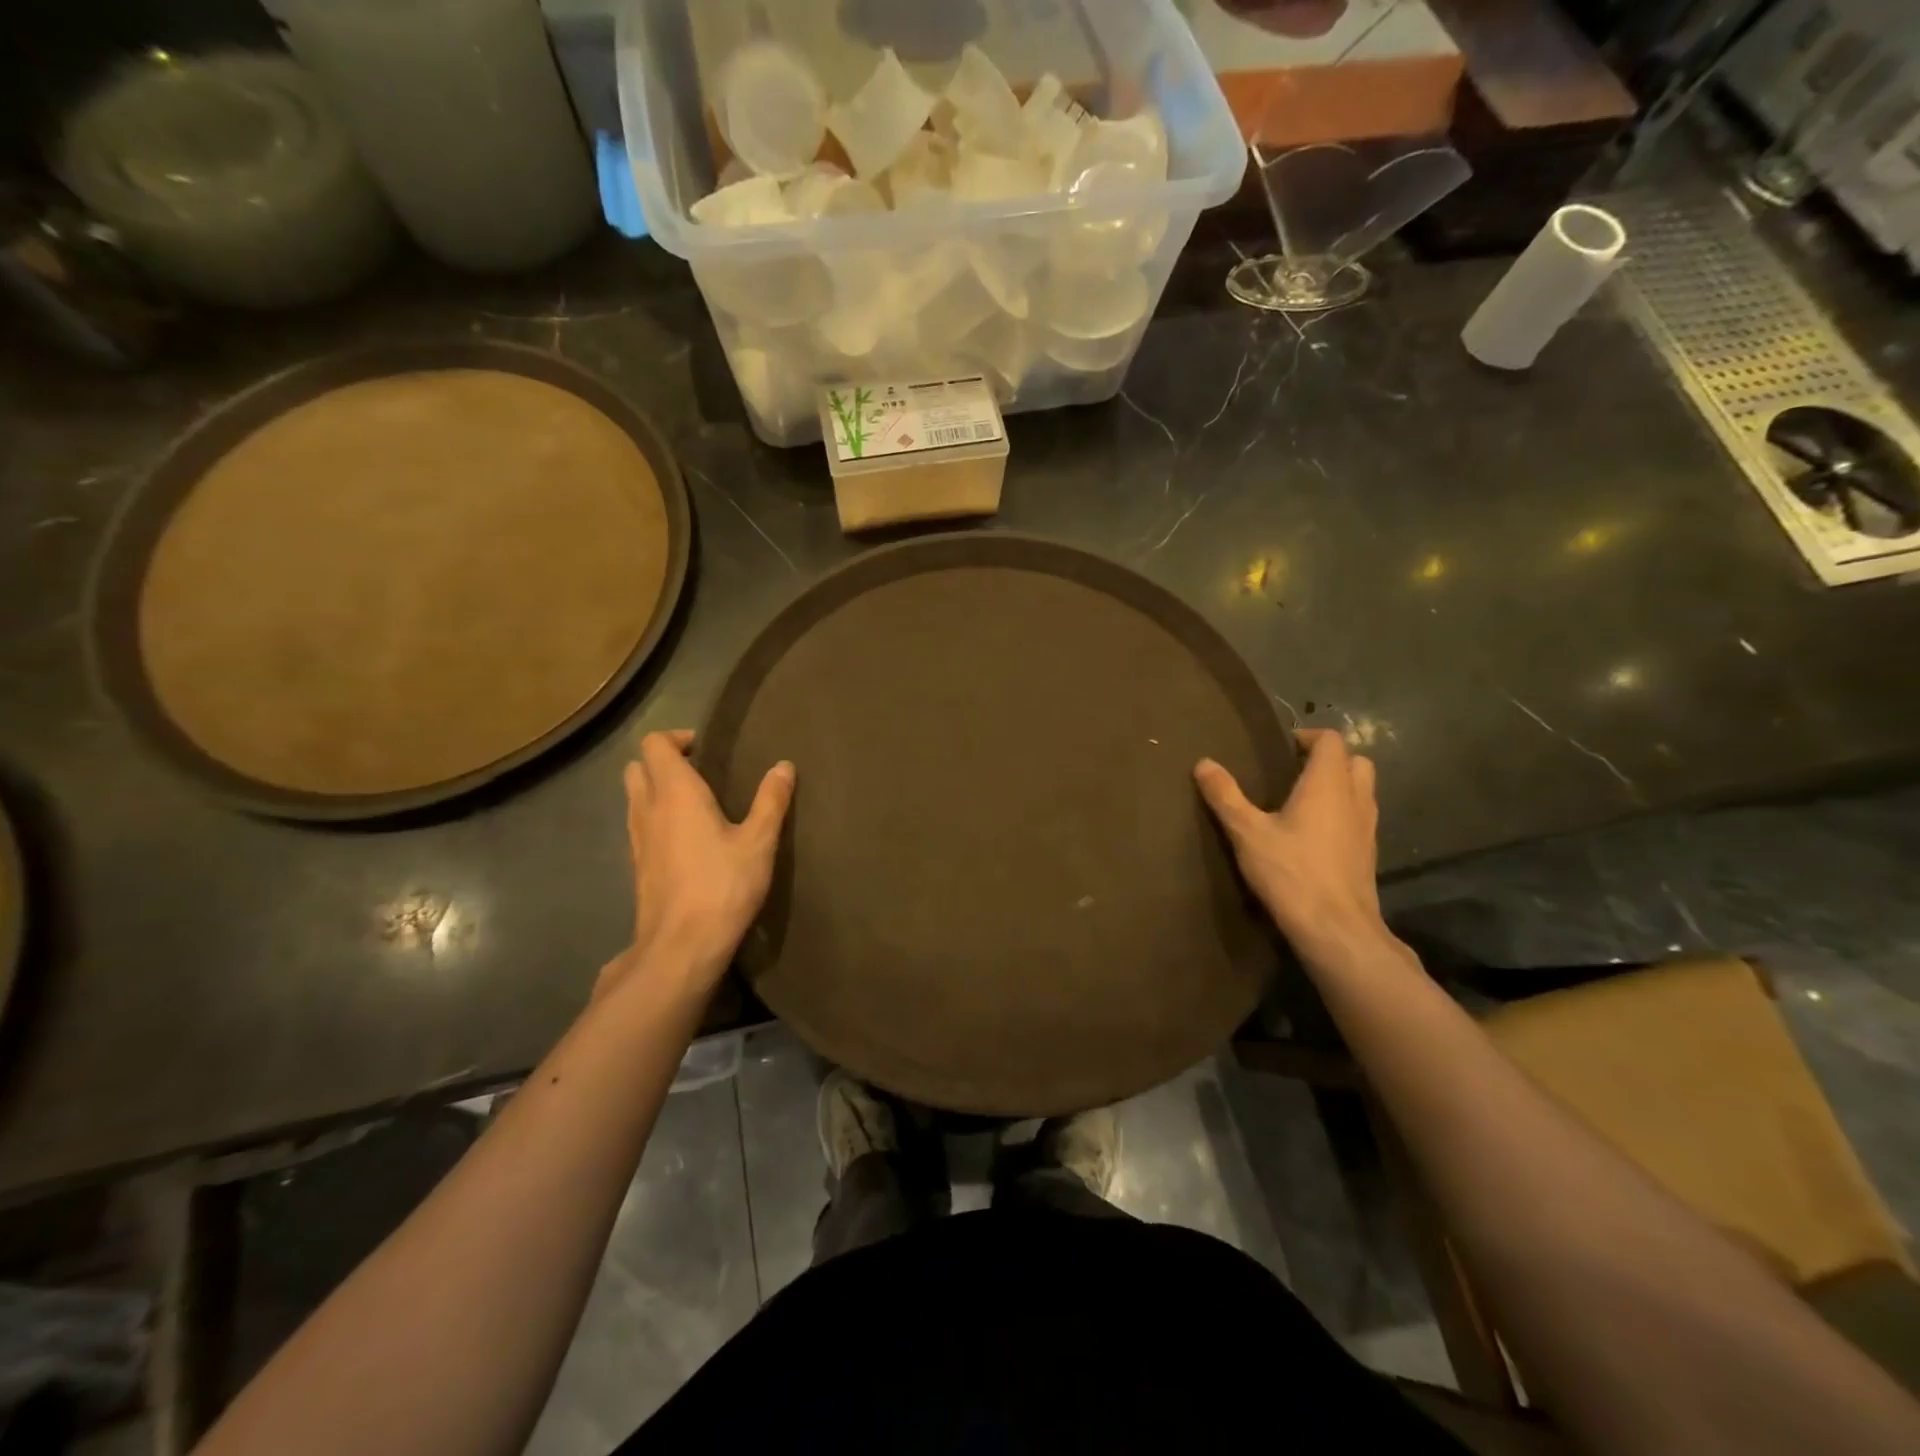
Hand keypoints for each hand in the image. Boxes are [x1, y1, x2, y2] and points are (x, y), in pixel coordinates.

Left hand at [599, 731, 794, 1001]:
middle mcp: (648, 809)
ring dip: (656, 790)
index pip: (655, 744)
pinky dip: (655, 818)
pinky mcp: (637, 866)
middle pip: (637, 767)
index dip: (677, 738)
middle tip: (699, 772)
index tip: (707, 749)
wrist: (681, 946)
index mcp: (676, 793)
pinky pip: (639, 826)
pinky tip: (686, 839)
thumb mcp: (759, 842)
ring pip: (634, 798)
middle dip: (662, 762)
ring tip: (695, 804)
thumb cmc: (723, 886)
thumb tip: (784, 766)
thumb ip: (771, 801)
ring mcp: (637, 839)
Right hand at [1195, 729, 1385, 962]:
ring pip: (1362, 790)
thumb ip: (1226, 796)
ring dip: (1339, 785)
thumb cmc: (1291, 872)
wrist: (1336, 929)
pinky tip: (1315, 834)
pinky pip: (1360, 817)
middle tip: (1294, 771)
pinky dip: (1343, 813)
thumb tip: (1204, 763)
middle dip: (1329, 759)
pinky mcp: (1368, 853)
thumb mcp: (1247, 832)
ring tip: (1302, 800)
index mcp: (1327, 784)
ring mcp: (1367, 827)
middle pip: (1355, 761)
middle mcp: (1355, 798)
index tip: (1281, 748)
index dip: (1307, 737)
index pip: (1331, 740)